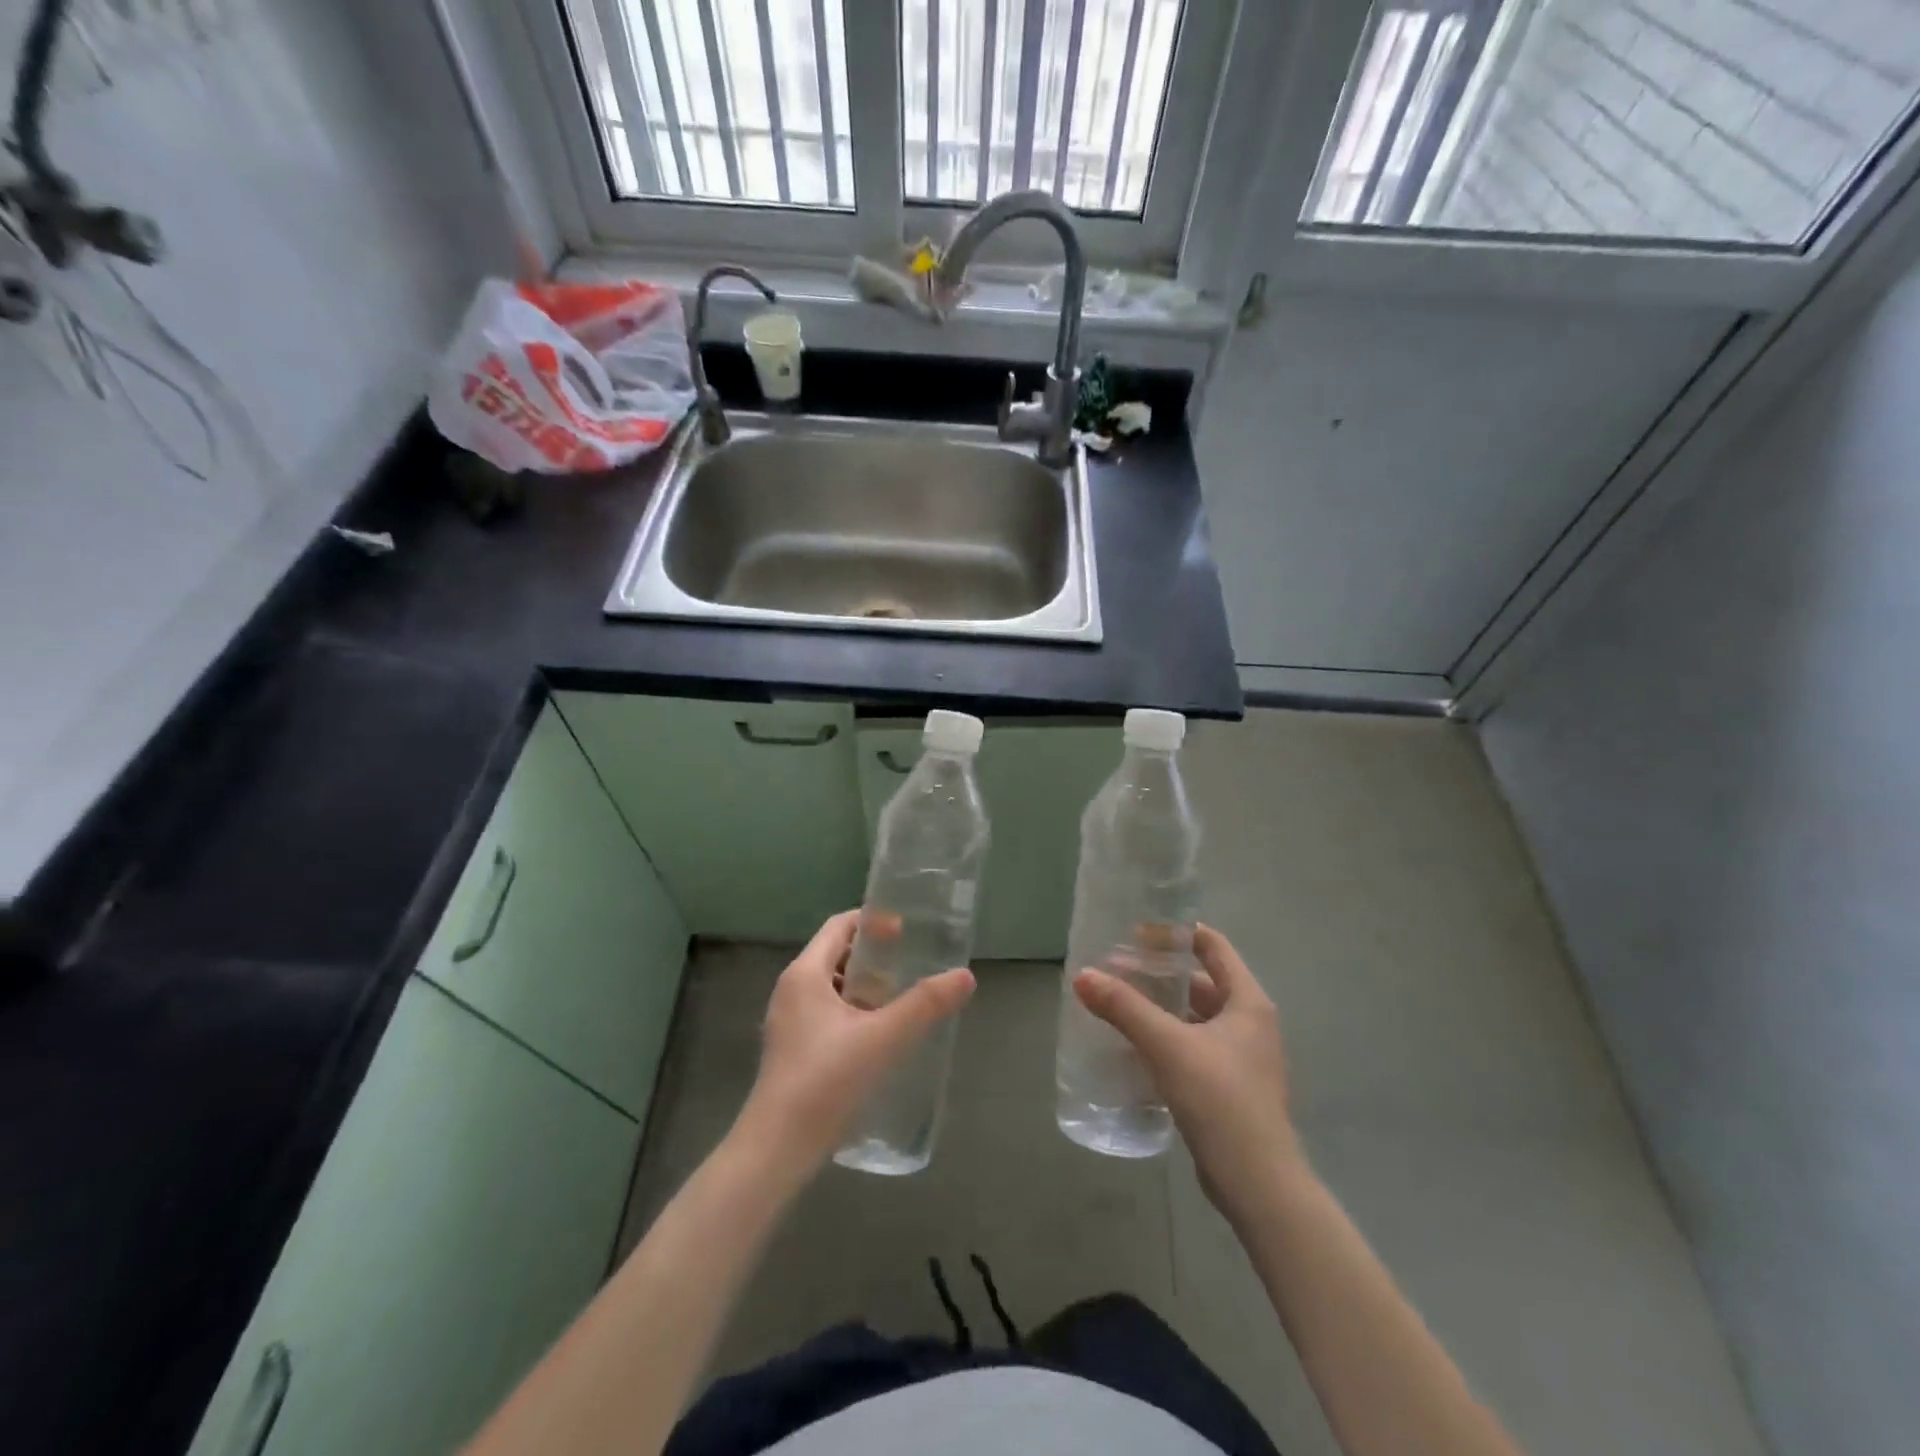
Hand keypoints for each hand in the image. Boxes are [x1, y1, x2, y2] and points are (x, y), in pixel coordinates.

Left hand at [738, 910, 974, 1171]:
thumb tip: (965, 976)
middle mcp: (792, 990)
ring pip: (832, 987)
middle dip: (874, 956)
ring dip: (865, 986)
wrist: (777, 1150)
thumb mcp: (883, 1038)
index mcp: (804, 974)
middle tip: (912, 965)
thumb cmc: (826, 1081)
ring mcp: (788, 1021)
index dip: (873, 922)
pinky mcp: (793, 1050)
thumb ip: (925, 1005)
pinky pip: (827, 1013)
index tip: (906, 930)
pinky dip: (855, 1011)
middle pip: (836, 954)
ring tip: (902, 1000)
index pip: (839, 925)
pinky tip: (880, 1036)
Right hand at [1073, 925, 1299, 1221]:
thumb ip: (1125, 1008)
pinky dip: (1165, 1037)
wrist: (1259, 1185)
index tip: (1136, 932)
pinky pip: (1192, 1046)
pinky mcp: (1227, 1087)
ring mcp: (1240, 1057)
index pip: (1213, 946)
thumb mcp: (1168, 1047)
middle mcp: (1249, 1022)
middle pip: (1200, 981)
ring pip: (1193, 1016)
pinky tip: (1132, 1044)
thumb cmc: (1221, 1101)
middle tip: (1115, 969)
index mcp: (1248, 1002)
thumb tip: (1082, 975)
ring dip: (1159, 1007)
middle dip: (1158, 973)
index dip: (1176, 933)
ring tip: (1117, 1002)